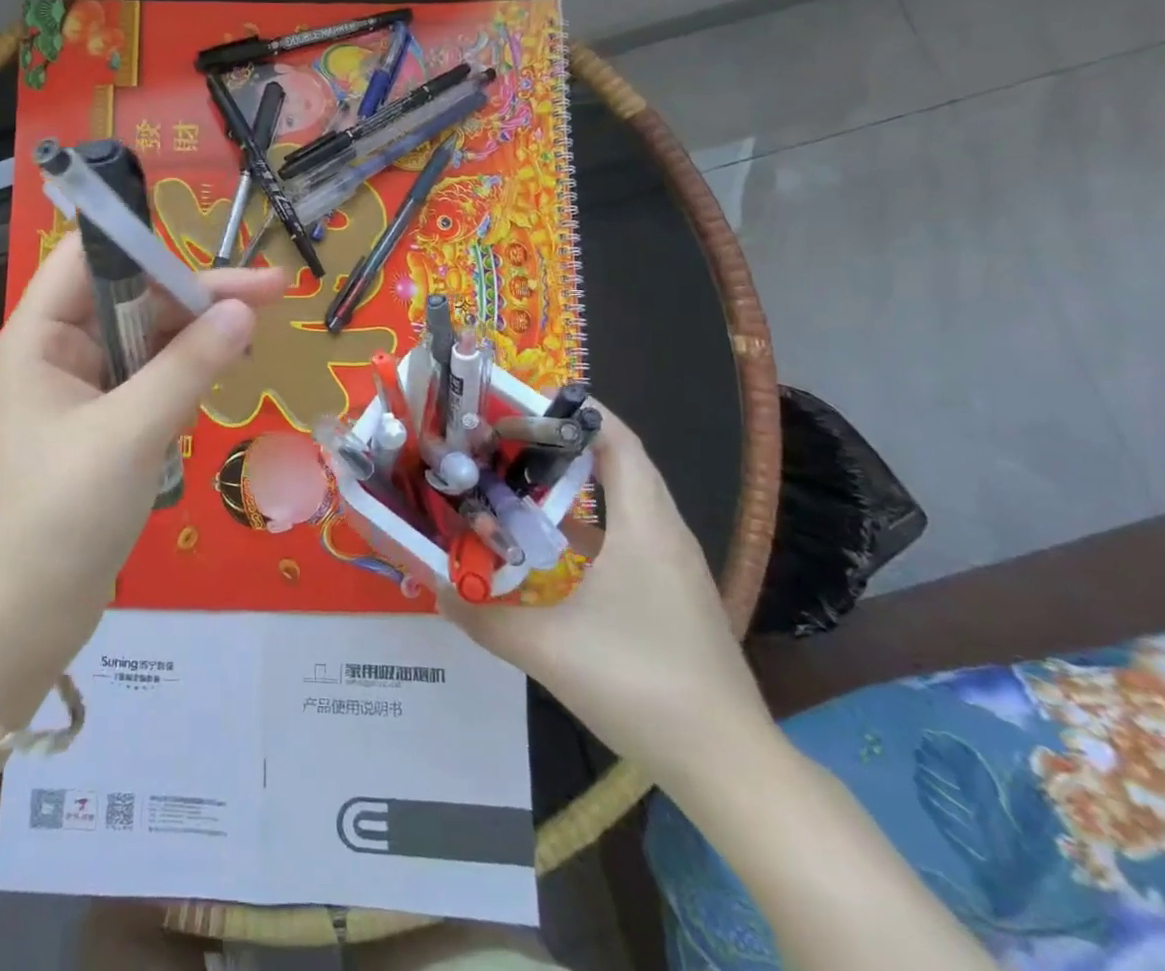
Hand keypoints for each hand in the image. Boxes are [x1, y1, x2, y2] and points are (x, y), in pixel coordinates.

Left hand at [0, 234, 284, 681]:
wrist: (21, 620)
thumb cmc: (61, 517)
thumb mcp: (129, 434)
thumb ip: (187, 367)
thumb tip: (243, 311)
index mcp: (39, 338)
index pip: (88, 257)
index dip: (147, 245)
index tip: (211, 254)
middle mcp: (57, 354)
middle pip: (129, 298)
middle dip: (195, 297)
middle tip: (271, 293)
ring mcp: (79, 393)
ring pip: (144, 343)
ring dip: (194, 339)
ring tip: (256, 333)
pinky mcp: (101, 429)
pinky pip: (147, 383)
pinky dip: (183, 379)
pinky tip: (218, 381)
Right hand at [442, 405, 778, 788]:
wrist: (728, 764)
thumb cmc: (639, 685)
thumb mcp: (547, 650)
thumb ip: (483, 616)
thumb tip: (435, 589)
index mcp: (644, 527)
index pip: (617, 441)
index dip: (575, 410)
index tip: (523, 400)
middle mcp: (665, 533)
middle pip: (619, 461)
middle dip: (563, 441)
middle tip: (506, 435)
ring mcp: (674, 565)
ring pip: (625, 498)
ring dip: (576, 481)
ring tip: (519, 476)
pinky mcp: (673, 593)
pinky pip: (629, 533)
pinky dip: (590, 521)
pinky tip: (552, 542)